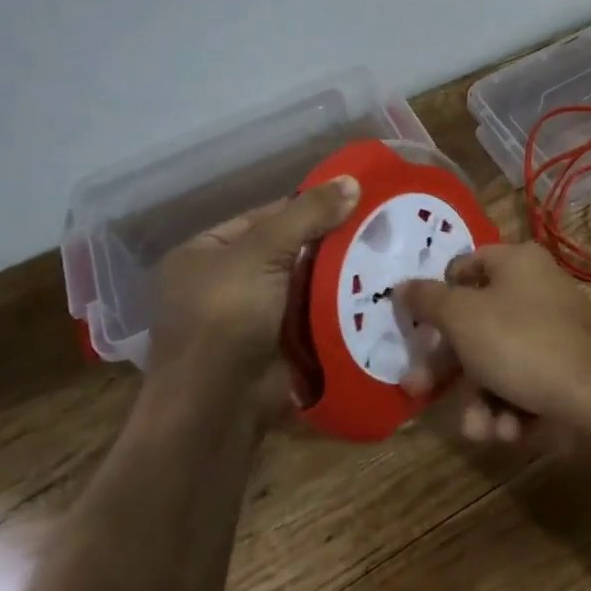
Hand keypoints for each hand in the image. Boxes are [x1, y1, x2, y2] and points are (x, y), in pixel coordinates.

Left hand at [150, 176, 360, 414]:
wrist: (216, 409)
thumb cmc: (226, 318)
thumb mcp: (262, 252)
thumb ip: (306, 215)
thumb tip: (352, 181)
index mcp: (204, 254)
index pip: (264, 216)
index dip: (307, 206)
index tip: (354, 199)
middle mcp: (222, 283)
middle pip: (286, 250)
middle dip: (328, 242)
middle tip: (378, 227)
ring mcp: (249, 318)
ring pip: (303, 284)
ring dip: (337, 274)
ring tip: (386, 255)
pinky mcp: (274, 347)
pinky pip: (311, 316)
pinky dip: (336, 306)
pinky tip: (373, 292)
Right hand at [396, 243, 590, 443]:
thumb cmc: (520, 343)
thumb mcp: (462, 317)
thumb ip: (428, 300)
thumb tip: (402, 285)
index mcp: (516, 263)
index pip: (465, 267)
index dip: (438, 294)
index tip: (416, 326)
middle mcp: (535, 290)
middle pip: (475, 323)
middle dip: (447, 366)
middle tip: (417, 389)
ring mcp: (552, 331)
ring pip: (496, 362)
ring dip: (479, 399)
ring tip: (479, 428)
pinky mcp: (563, 370)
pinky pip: (523, 383)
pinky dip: (509, 407)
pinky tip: (508, 430)